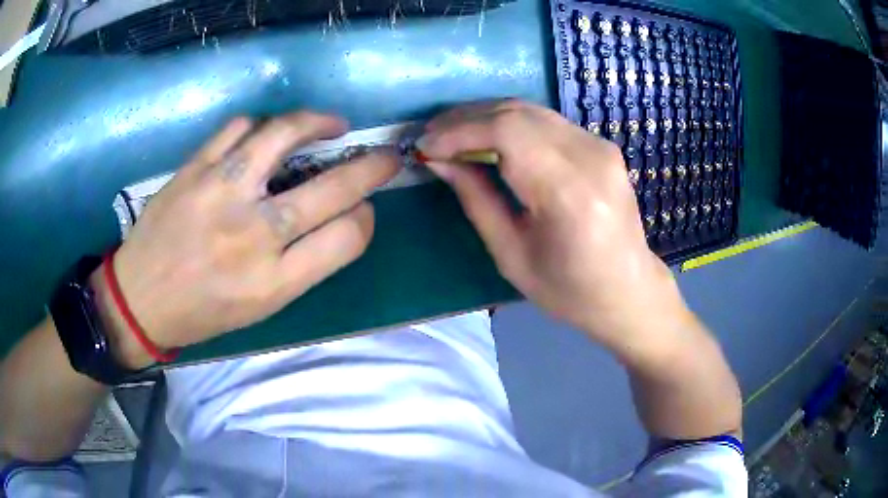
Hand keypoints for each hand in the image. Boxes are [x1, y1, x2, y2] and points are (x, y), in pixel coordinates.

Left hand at [92, 112, 399, 367]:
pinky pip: (238, 128)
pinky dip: (259, 125)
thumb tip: (339, 219)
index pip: (347, 237)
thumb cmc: (203, 312)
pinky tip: (263, 135)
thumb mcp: (261, 307)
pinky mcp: (194, 170)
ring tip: (331, 124)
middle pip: (332, 187)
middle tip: (385, 156)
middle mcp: (253, 235)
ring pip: (284, 136)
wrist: (140, 299)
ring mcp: (220, 194)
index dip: (367, 218)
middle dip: (373, 167)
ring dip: (319, 123)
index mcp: (274, 281)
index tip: (364, 209)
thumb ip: (303, 265)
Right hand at [418, 100, 689, 360]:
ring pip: (531, 110)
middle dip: (466, 118)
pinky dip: (511, 123)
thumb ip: (475, 199)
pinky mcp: (602, 146)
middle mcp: (590, 158)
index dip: (459, 131)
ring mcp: (601, 147)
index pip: (507, 133)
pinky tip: (489, 138)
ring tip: (452, 134)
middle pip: (517, 113)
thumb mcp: (511, 255)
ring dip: (486, 116)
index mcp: (569, 194)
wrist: (629, 290)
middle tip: (432, 135)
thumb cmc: (569, 290)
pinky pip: (547, 121)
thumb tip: (439, 160)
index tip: (425, 145)